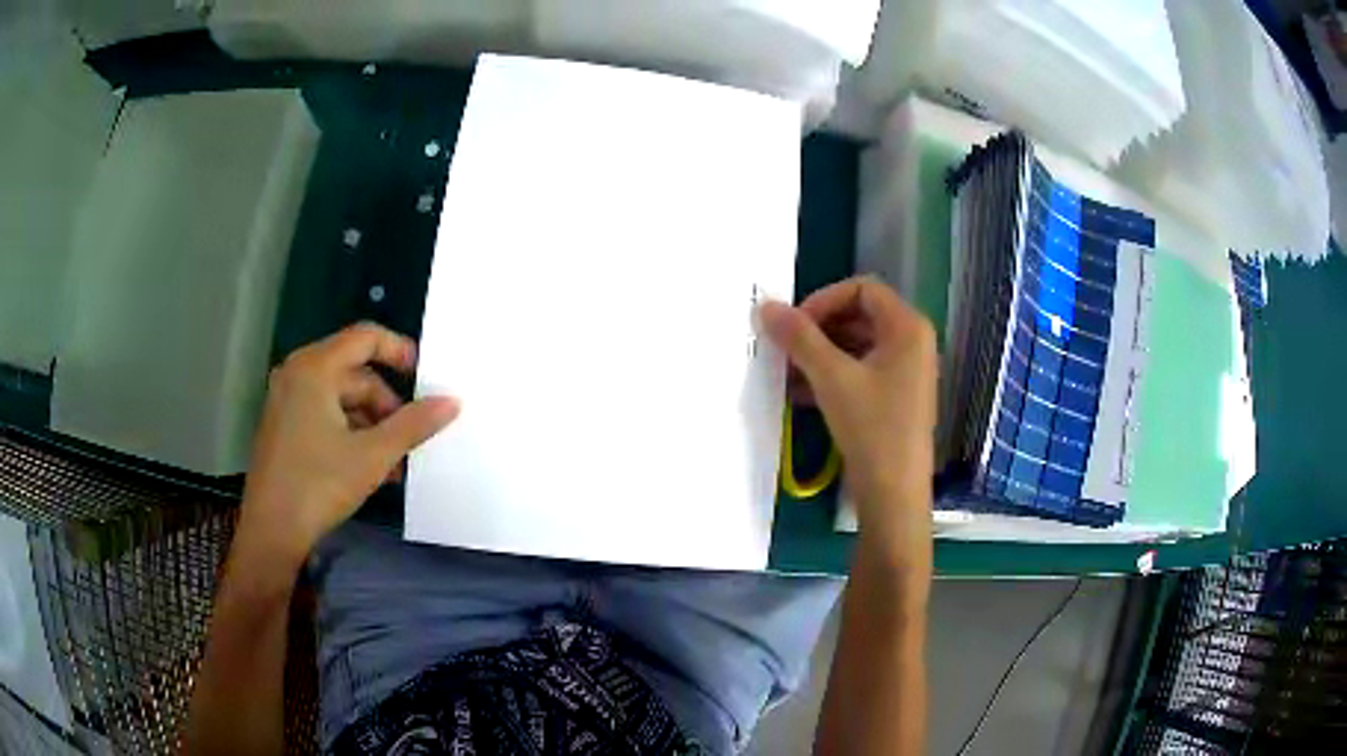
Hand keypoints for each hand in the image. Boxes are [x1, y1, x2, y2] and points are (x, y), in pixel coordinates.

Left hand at [238, 323, 459, 565]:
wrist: (271, 531)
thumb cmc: (318, 485)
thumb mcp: (373, 456)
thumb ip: (414, 425)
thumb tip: (451, 402)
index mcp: (315, 368)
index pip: (366, 337)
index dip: (400, 351)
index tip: (425, 379)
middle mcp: (297, 373)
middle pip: (355, 373)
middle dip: (387, 406)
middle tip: (409, 442)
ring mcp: (287, 399)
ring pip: (342, 399)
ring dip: (372, 427)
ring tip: (393, 465)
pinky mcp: (284, 425)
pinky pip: (326, 415)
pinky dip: (351, 434)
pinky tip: (370, 468)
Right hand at [760, 276, 936, 565]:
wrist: (894, 495)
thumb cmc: (871, 428)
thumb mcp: (831, 378)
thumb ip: (799, 338)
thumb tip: (765, 306)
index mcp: (907, 327)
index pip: (861, 288)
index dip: (824, 300)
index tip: (794, 326)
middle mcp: (912, 342)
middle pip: (858, 315)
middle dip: (818, 329)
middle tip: (785, 349)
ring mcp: (905, 372)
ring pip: (856, 346)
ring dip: (820, 354)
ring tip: (786, 374)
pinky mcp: (895, 397)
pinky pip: (860, 371)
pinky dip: (831, 376)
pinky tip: (799, 395)